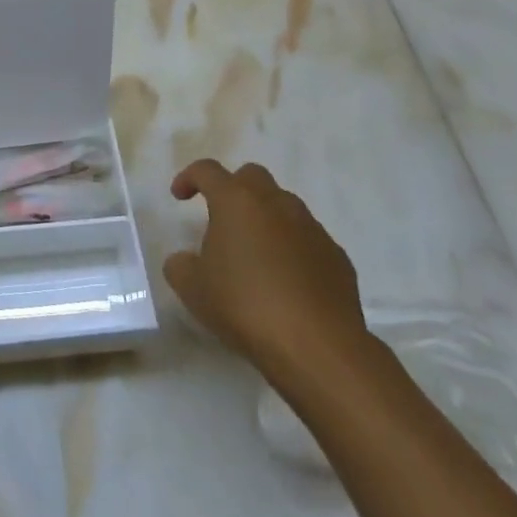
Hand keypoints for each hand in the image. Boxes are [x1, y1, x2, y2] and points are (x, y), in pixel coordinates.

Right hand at [163, 159, 371, 393]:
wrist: (317, 345)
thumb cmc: (244, 305)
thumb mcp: (193, 289)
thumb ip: (181, 266)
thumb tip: (185, 260)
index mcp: (236, 201)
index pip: (207, 170)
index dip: (189, 177)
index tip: (179, 197)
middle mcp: (276, 203)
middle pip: (252, 176)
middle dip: (233, 189)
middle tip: (221, 219)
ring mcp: (312, 228)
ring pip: (284, 206)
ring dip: (265, 219)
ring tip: (254, 255)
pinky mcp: (337, 256)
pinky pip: (308, 240)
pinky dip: (292, 249)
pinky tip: (285, 282)